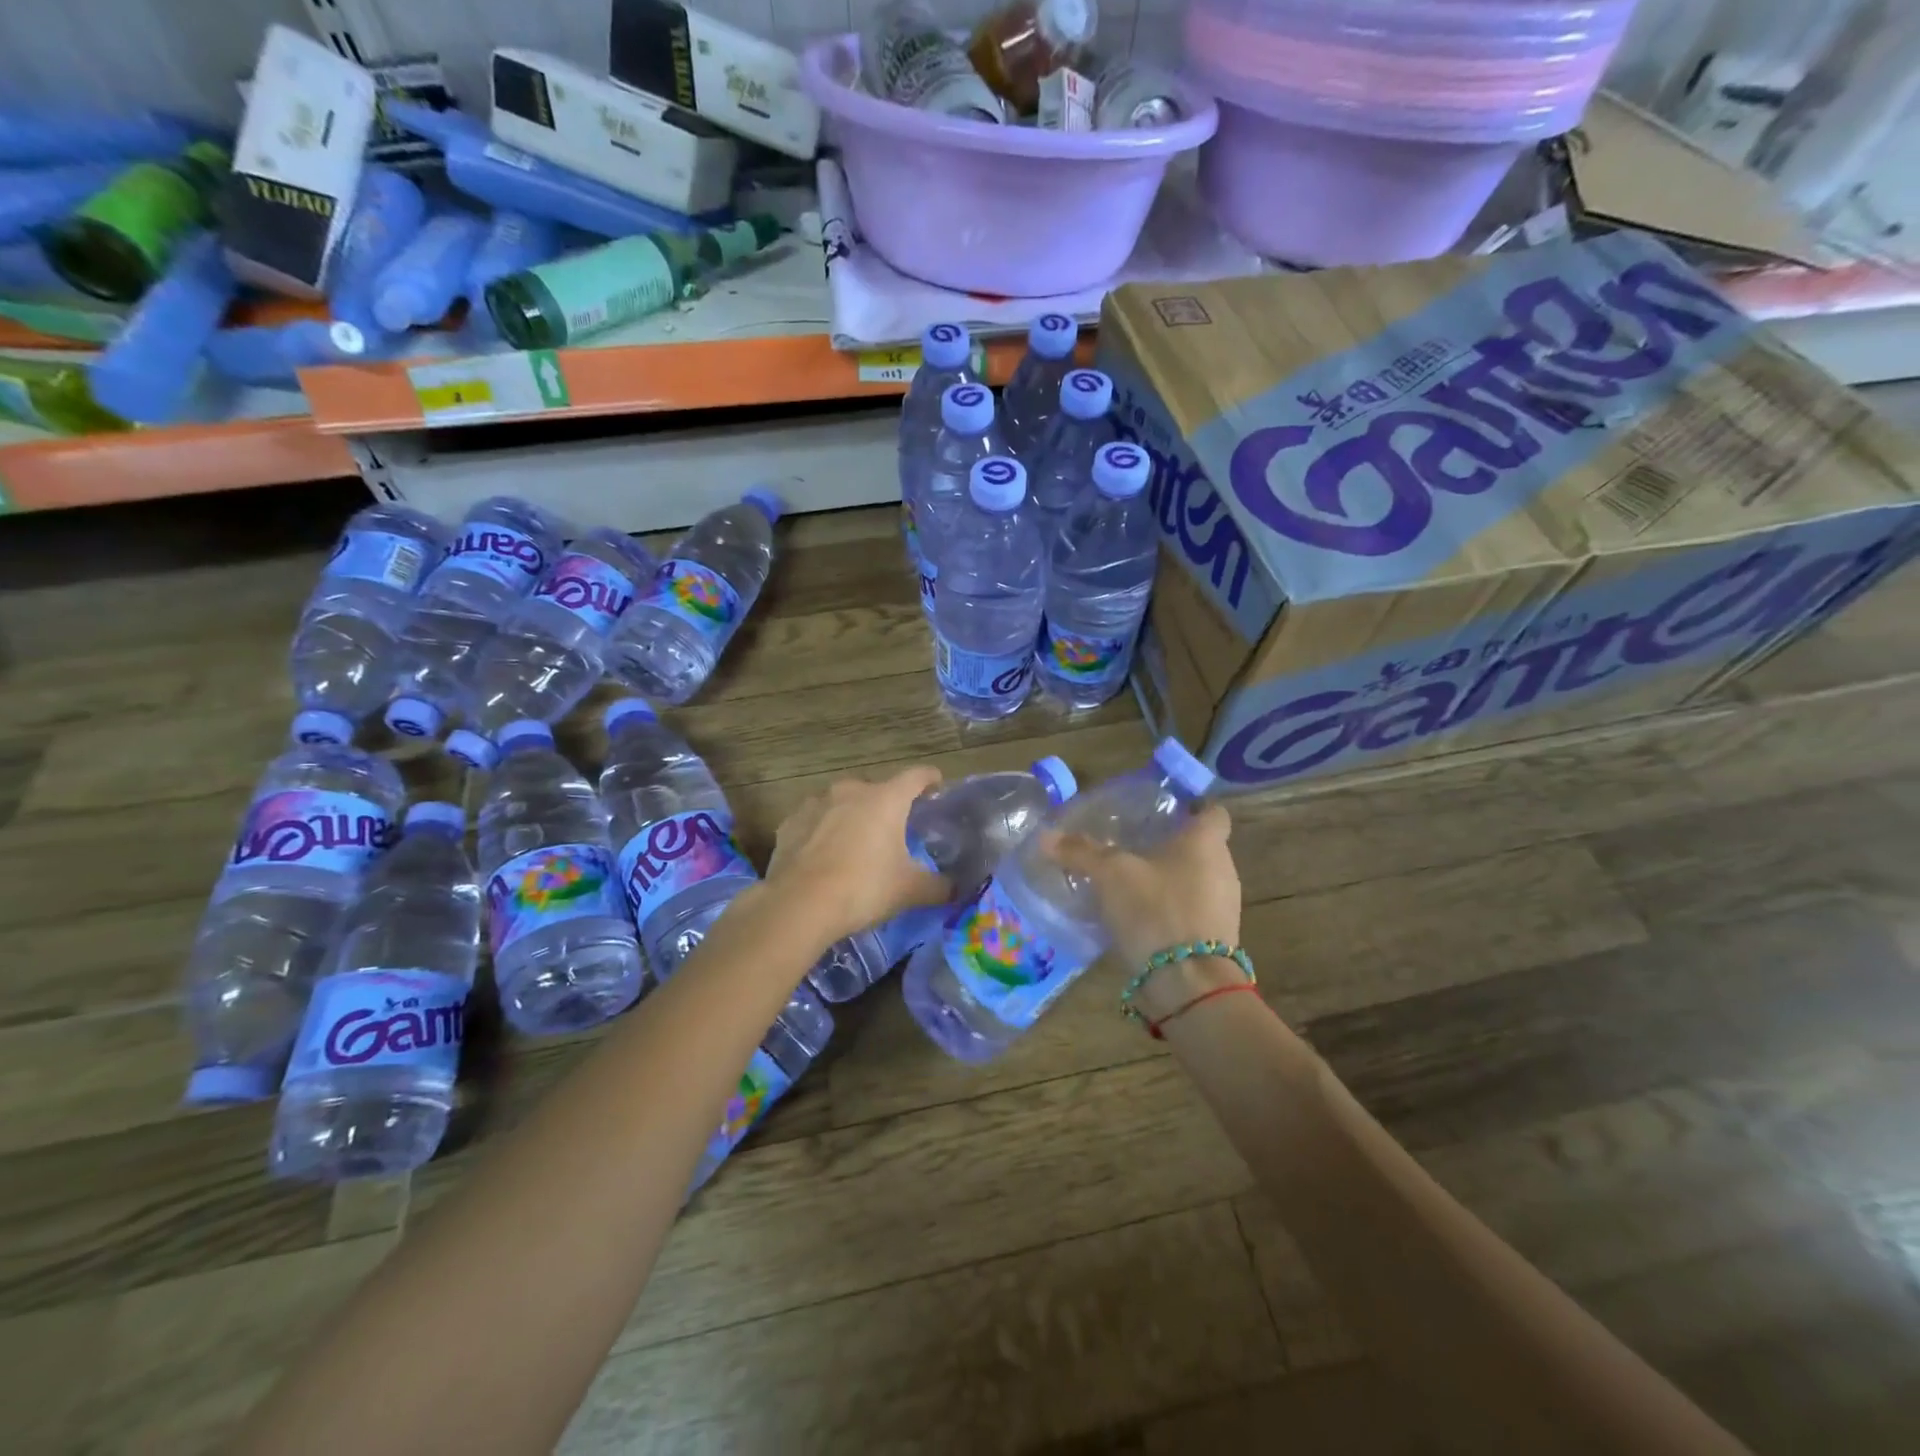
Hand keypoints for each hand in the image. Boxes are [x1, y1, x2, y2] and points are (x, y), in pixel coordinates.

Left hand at [763, 767, 951, 945]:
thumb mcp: (910, 890)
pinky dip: (822, 831)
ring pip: (842, 802)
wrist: (799, 904)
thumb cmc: (864, 887)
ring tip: (856, 842)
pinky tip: (823, 855)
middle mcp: (851, 790)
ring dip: (852, 816)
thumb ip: (938, 886)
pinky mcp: (790, 822)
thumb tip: (954, 888)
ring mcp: (816, 803)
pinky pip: (814, 821)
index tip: (937, 785)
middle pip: (877, 789)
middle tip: (895, 828)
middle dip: (887, 804)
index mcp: (886, 799)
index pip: (916, 776)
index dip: (930, 779)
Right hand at [1046, 804, 1244, 1019]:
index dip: (1191, 807)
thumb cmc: (1156, 910)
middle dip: (1171, 845)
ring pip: (1197, 879)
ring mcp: (1224, 906)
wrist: (1189, 983)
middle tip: (1134, 844)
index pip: (1212, 811)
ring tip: (1131, 881)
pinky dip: (1171, 908)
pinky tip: (1140, 917)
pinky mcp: (1216, 938)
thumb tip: (1045, 836)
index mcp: (1206, 842)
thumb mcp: (1110, 875)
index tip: (1164, 811)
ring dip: (1170, 879)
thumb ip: (1080, 852)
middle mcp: (1224, 869)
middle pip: (1201, 846)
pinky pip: (1193, 910)